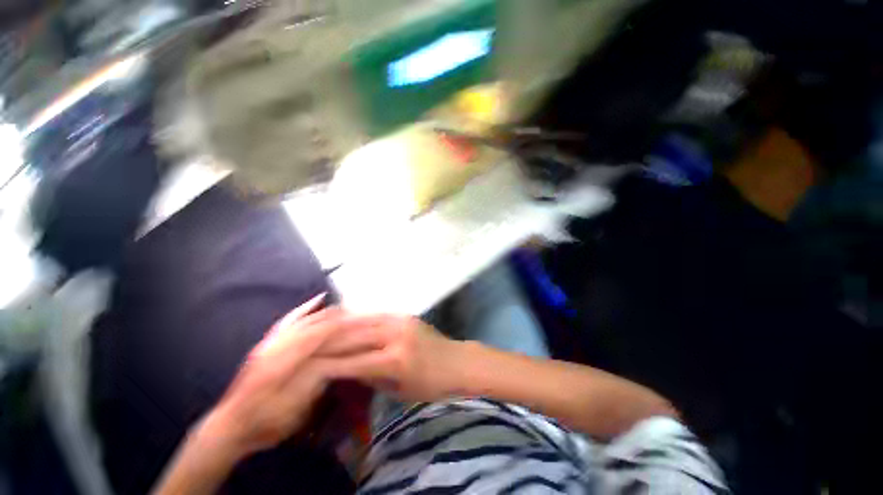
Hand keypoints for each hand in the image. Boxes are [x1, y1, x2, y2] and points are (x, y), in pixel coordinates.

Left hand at [204, 294, 343, 456]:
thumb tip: (336, 357)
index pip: (318, 336)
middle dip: (337, 317)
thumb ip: (315, 381)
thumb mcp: (294, 410)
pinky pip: (288, 320)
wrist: (229, 428)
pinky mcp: (266, 344)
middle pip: (313, 323)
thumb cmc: (264, 424)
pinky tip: (315, 302)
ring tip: (344, 309)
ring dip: (326, 312)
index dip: (341, 327)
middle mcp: (276, 346)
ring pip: (303, 319)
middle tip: (358, 316)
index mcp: (282, 363)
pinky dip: (304, 309)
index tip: (360, 323)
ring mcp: (269, 343)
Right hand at [319, 314, 467, 402]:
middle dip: (328, 342)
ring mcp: (401, 321)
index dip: (328, 364)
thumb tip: (348, 369)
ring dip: (341, 326)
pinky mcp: (405, 315)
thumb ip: (372, 378)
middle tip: (306, 344)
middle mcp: (396, 336)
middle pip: (355, 337)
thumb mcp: (399, 391)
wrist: (457, 362)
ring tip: (321, 329)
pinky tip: (347, 320)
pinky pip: (377, 315)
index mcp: (395, 361)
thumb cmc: (431, 386)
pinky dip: (359, 319)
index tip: (306, 366)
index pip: (354, 362)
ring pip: (364, 321)